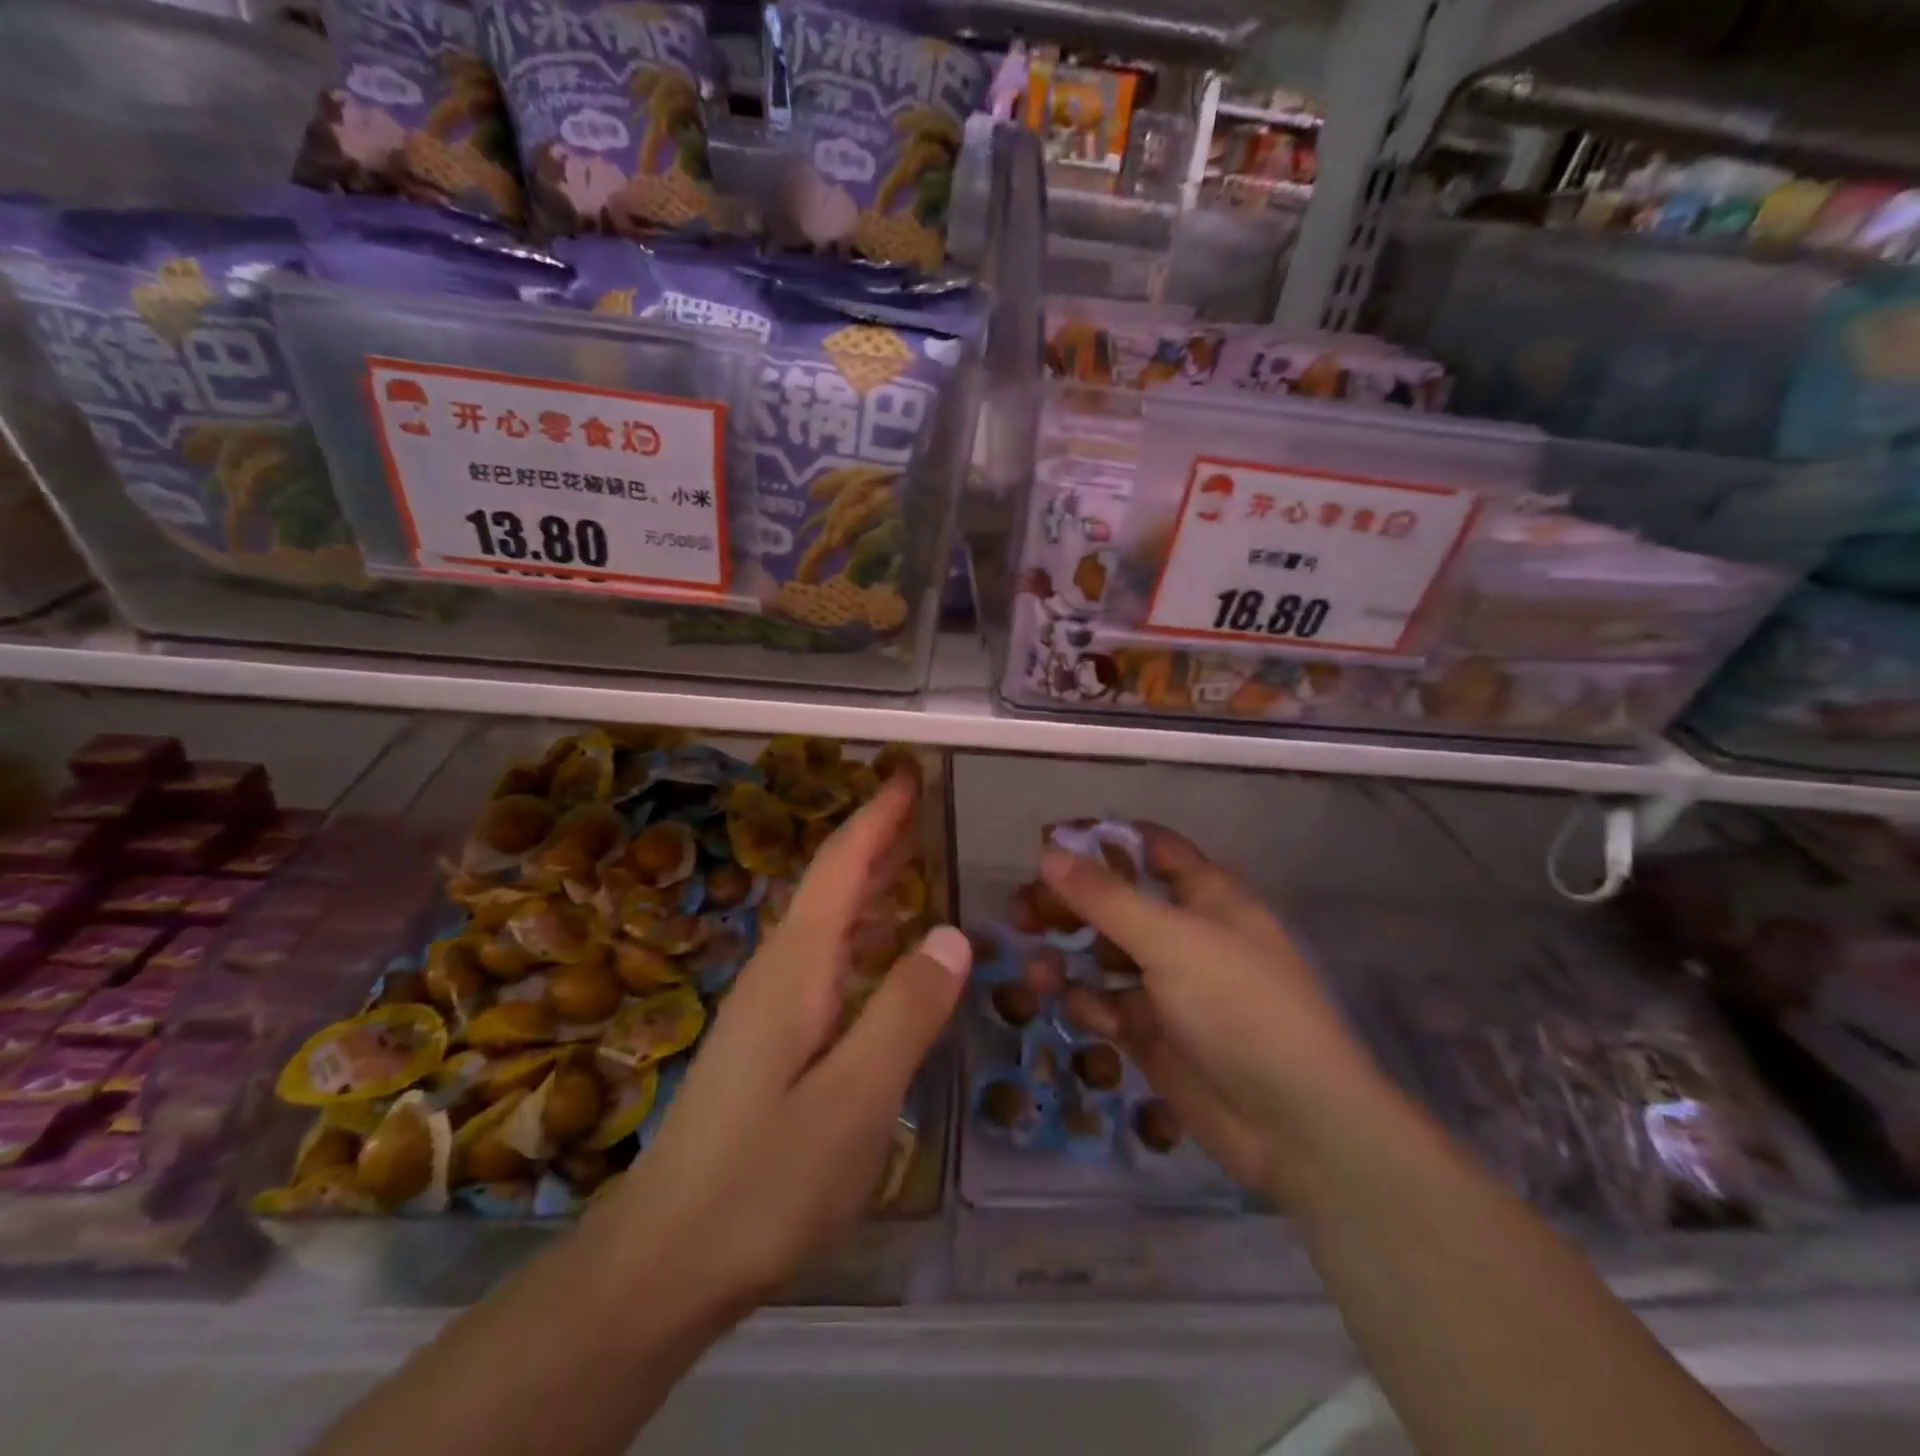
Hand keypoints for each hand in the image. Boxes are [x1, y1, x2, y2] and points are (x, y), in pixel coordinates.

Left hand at [599, 774, 969, 1311]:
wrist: (664, 1260)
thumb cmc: (763, 1181)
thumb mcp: (853, 1101)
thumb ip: (904, 1013)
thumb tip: (952, 934)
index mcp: (796, 969)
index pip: (840, 868)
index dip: (876, 817)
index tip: (908, 774)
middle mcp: (779, 972)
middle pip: (831, 885)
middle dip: (876, 839)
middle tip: (922, 806)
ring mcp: (769, 1008)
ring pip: (827, 923)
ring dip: (869, 884)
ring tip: (914, 861)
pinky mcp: (770, 1042)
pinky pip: (826, 962)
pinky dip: (861, 935)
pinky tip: (883, 954)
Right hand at [1033, 826, 1388, 1210]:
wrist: (1293, 1125)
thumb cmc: (1241, 1008)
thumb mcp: (1172, 941)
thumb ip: (1106, 897)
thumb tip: (1048, 852)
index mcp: (1206, 895)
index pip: (1148, 848)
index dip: (1100, 841)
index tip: (1047, 843)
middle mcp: (1185, 932)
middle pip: (1115, 901)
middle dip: (1070, 903)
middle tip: (1022, 911)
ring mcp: (1168, 984)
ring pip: (1103, 954)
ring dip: (1068, 956)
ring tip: (1037, 969)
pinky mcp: (1152, 1031)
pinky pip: (1106, 1003)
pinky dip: (1089, 1004)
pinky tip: (1083, 1014)